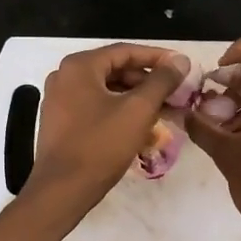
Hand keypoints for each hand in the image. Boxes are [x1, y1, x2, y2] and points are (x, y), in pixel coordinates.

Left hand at [25, 44, 192, 219]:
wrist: (62, 189)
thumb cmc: (101, 145)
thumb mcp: (138, 110)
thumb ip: (161, 81)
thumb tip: (180, 60)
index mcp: (80, 66)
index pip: (126, 51)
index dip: (158, 58)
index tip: (182, 67)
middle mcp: (65, 76)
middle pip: (115, 70)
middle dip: (147, 81)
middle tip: (175, 93)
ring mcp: (59, 100)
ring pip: (106, 91)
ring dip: (135, 99)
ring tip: (162, 111)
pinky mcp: (60, 122)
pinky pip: (94, 107)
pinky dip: (118, 112)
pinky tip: (139, 128)